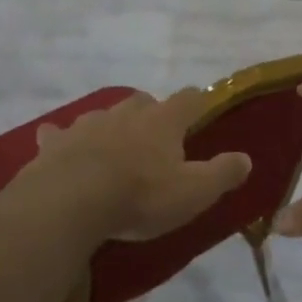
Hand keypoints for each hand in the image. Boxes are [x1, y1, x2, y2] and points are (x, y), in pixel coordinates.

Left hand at [25, 88, 252, 242]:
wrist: (71, 202)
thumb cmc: (140, 196)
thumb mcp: (194, 192)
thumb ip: (222, 173)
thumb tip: (246, 158)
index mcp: (162, 121)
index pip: (188, 99)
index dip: (198, 102)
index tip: (201, 108)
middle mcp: (125, 113)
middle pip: (143, 101)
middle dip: (151, 113)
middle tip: (155, 137)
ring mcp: (87, 124)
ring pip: (103, 115)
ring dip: (111, 126)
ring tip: (113, 146)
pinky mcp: (55, 143)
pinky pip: (59, 134)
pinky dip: (63, 139)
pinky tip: (60, 146)